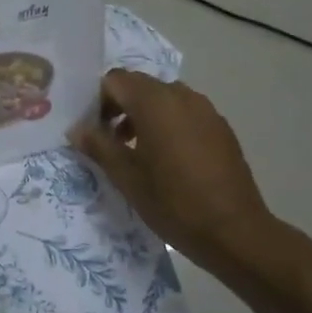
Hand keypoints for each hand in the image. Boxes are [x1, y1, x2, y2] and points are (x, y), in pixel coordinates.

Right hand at [72, 70, 274, 267]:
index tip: (92, 130)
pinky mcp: (221, 127)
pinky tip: (167, 160)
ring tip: (136, 152)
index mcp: (155, 102)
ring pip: (163, 98)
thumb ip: (99, 146)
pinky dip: (168, 124)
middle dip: (119, 106)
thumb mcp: (127, 177)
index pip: (115, 80)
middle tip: (108, 141)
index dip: (97, 101)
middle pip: (140, 85)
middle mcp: (182, 96)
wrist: (234, 231)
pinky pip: (185, 113)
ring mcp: (206, 110)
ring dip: (143, 115)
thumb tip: (77, 129)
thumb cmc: (173, 202)